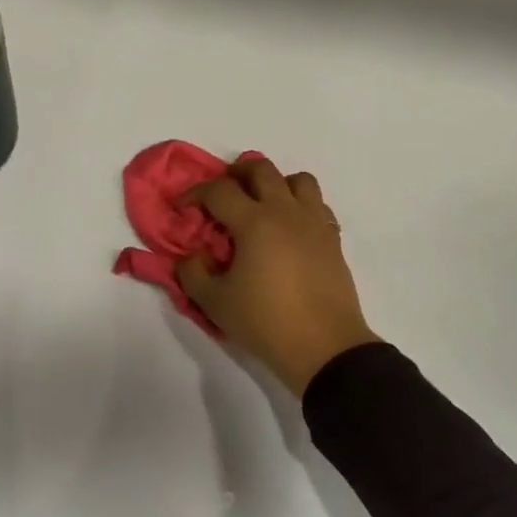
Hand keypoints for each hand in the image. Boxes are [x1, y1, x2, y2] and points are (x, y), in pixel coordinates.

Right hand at [177, 158, 379, 396]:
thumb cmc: (266, 322)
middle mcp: (286, 212)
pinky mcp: (333, 239)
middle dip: (236, 173)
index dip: (195, 193)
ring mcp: (314, 223)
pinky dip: (300, 205)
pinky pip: (317, 205)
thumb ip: (192, 273)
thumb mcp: (214, 302)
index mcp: (255, 222)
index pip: (219, 190)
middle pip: (262, 169)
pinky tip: (289, 228)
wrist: (324, 347)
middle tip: (223, 193)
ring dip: (276, 183)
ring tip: (262, 204)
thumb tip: (191, 254)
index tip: (182, 208)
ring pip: (298, 180)